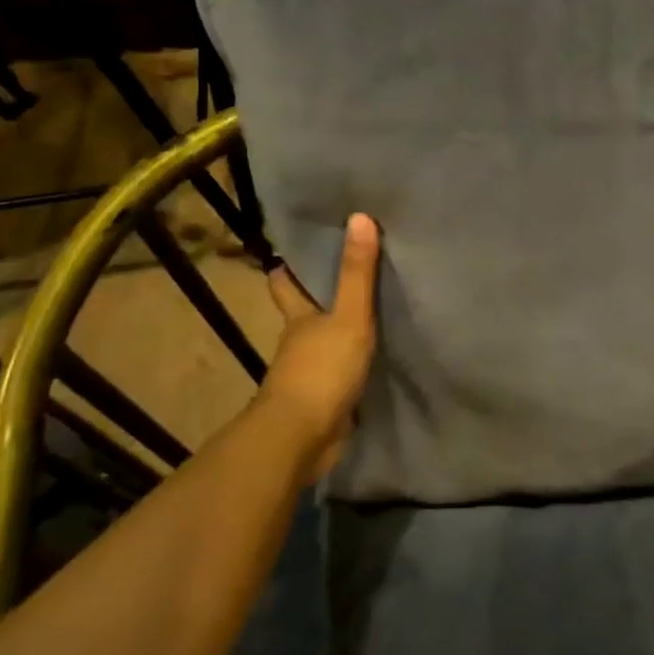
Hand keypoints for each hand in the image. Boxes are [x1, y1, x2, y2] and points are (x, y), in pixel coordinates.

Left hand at [259, 213, 380, 481]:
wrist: (302, 437)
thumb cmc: (322, 370)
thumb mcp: (349, 317)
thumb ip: (357, 273)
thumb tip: (359, 217)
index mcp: (298, 318)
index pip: (285, 285)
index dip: (286, 268)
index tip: (291, 250)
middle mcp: (297, 342)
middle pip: (301, 314)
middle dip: (312, 298)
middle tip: (336, 275)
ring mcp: (307, 374)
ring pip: (319, 344)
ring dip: (333, 332)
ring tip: (363, 313)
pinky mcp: (321, 402)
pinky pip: (336, 374)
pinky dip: (346, 364)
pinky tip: (367, 359)